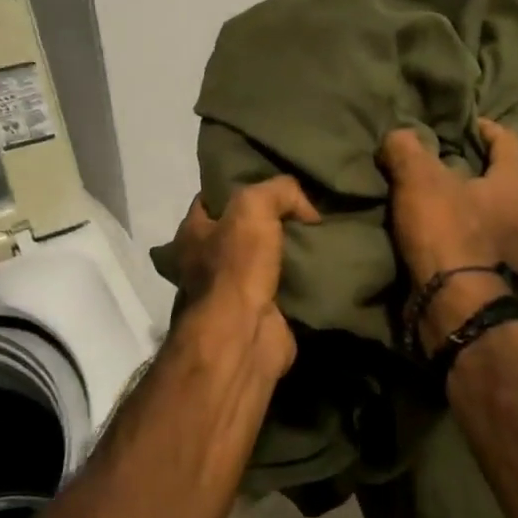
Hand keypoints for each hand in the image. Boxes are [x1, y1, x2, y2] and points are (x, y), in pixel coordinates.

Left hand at [167, 176, 319, 382]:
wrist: (244, 336)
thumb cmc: (236, 267)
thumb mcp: (253, 207)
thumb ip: (279, 191)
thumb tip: (306, 208)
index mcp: (193, 233)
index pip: (213, 199)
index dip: (240, 186)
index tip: (274, 182)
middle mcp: (206, 261)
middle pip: (243, 229)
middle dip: (272, 220)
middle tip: (307, 208)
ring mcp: (233, 290)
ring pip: (267, 257)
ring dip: (290, 250)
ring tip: (323, 233)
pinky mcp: (261, 312)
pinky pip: (286, 285)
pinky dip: (303, 277)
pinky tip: (325, 263)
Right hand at [378, 120, 517, 284]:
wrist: (455, 301)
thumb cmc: (445, 230)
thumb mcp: (416, 179)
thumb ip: (406, 150)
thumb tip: (399, 136)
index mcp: (516, 183)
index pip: (511, 143)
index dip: (490, 131)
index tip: (472, 126)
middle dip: (516, 183)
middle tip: (490, 180)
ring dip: (514, 219)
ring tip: (489, 217)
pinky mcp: (513, 281)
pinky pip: (513, 256)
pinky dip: (501, 249)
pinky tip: (482, 248)